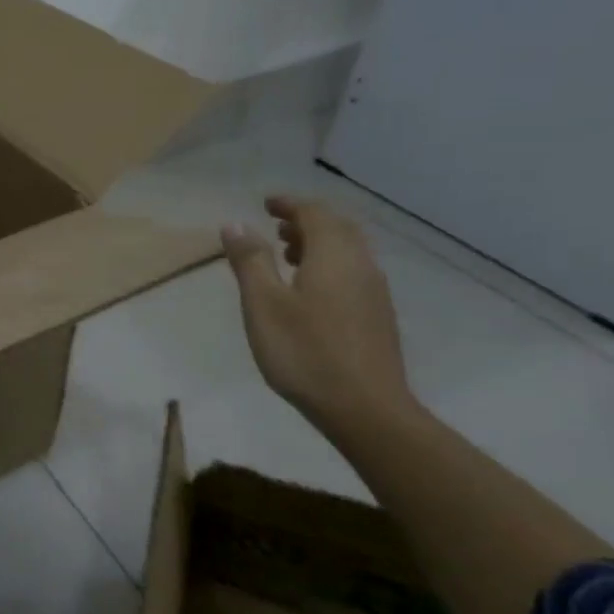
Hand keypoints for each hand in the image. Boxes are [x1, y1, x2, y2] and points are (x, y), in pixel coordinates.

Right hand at [220, 196, 414, 431]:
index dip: (289, 204)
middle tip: (276, 225)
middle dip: (307, 220)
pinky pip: (352, 272)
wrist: (364, 409)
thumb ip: (250, 261)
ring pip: (348, 251)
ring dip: (319, 243)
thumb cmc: (305, 352)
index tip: (266, 204)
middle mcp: (360, 266)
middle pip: (338, 228)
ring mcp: (374, 292)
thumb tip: (236, 223)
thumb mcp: (263, 305)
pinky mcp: (377, 316)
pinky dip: (329, 265)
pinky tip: (309, 290)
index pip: (314, 213)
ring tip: (288, 254)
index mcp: (334, 256)